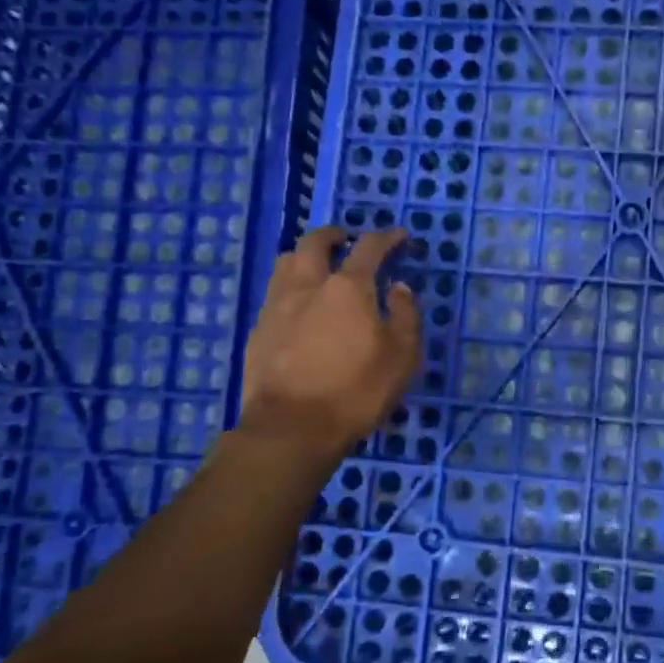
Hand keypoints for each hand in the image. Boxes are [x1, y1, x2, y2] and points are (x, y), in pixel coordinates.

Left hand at [236, 226, 422, 456]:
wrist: (291, 428)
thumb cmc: (357, 391)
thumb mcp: (402, 356)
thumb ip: (405, 315)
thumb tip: (398, 288)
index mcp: (348, 287)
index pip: (369, 247)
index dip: (386, 237)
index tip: (399, 236)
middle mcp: (308, 285)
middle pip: (315, 243)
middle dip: (334, 234)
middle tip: (347, 239)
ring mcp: (277, 306)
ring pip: (286, 262)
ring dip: (305, 255)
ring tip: (318, 266)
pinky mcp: (258, 330)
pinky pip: (275, 292)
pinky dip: (291, 286)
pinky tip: (300, 305)